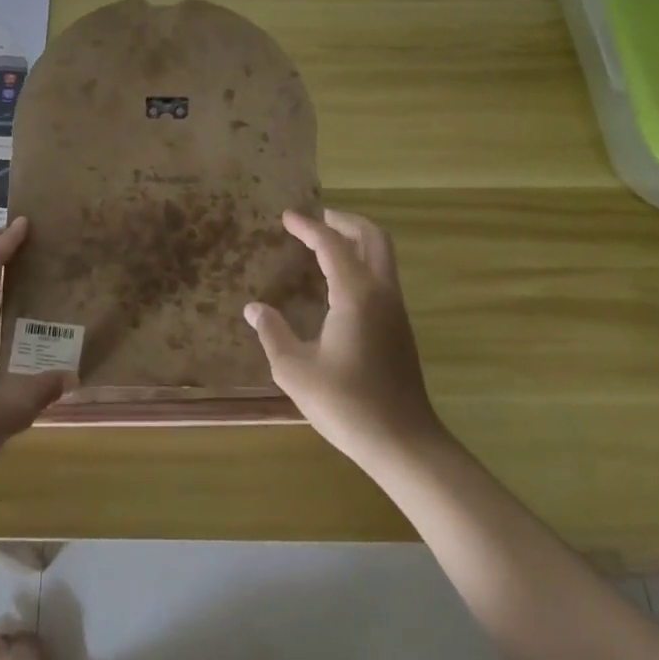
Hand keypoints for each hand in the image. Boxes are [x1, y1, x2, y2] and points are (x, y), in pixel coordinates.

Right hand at [244, 209, 446, 470]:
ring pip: (382, 255)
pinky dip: (362, 262)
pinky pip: (382, 276)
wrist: (404, 442)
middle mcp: (381, 292)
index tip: (287, 217)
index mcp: (356, 294)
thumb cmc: (346, 404)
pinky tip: (339, 282)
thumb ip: (273, 333)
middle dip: (344, 221)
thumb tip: (254, 309)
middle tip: (316, 219)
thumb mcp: (295, 370)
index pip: (332, 244)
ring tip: (325, 244)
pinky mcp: (400, 327)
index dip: (308, 226)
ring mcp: (396, 310)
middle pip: (372, 237)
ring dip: (356, 240)